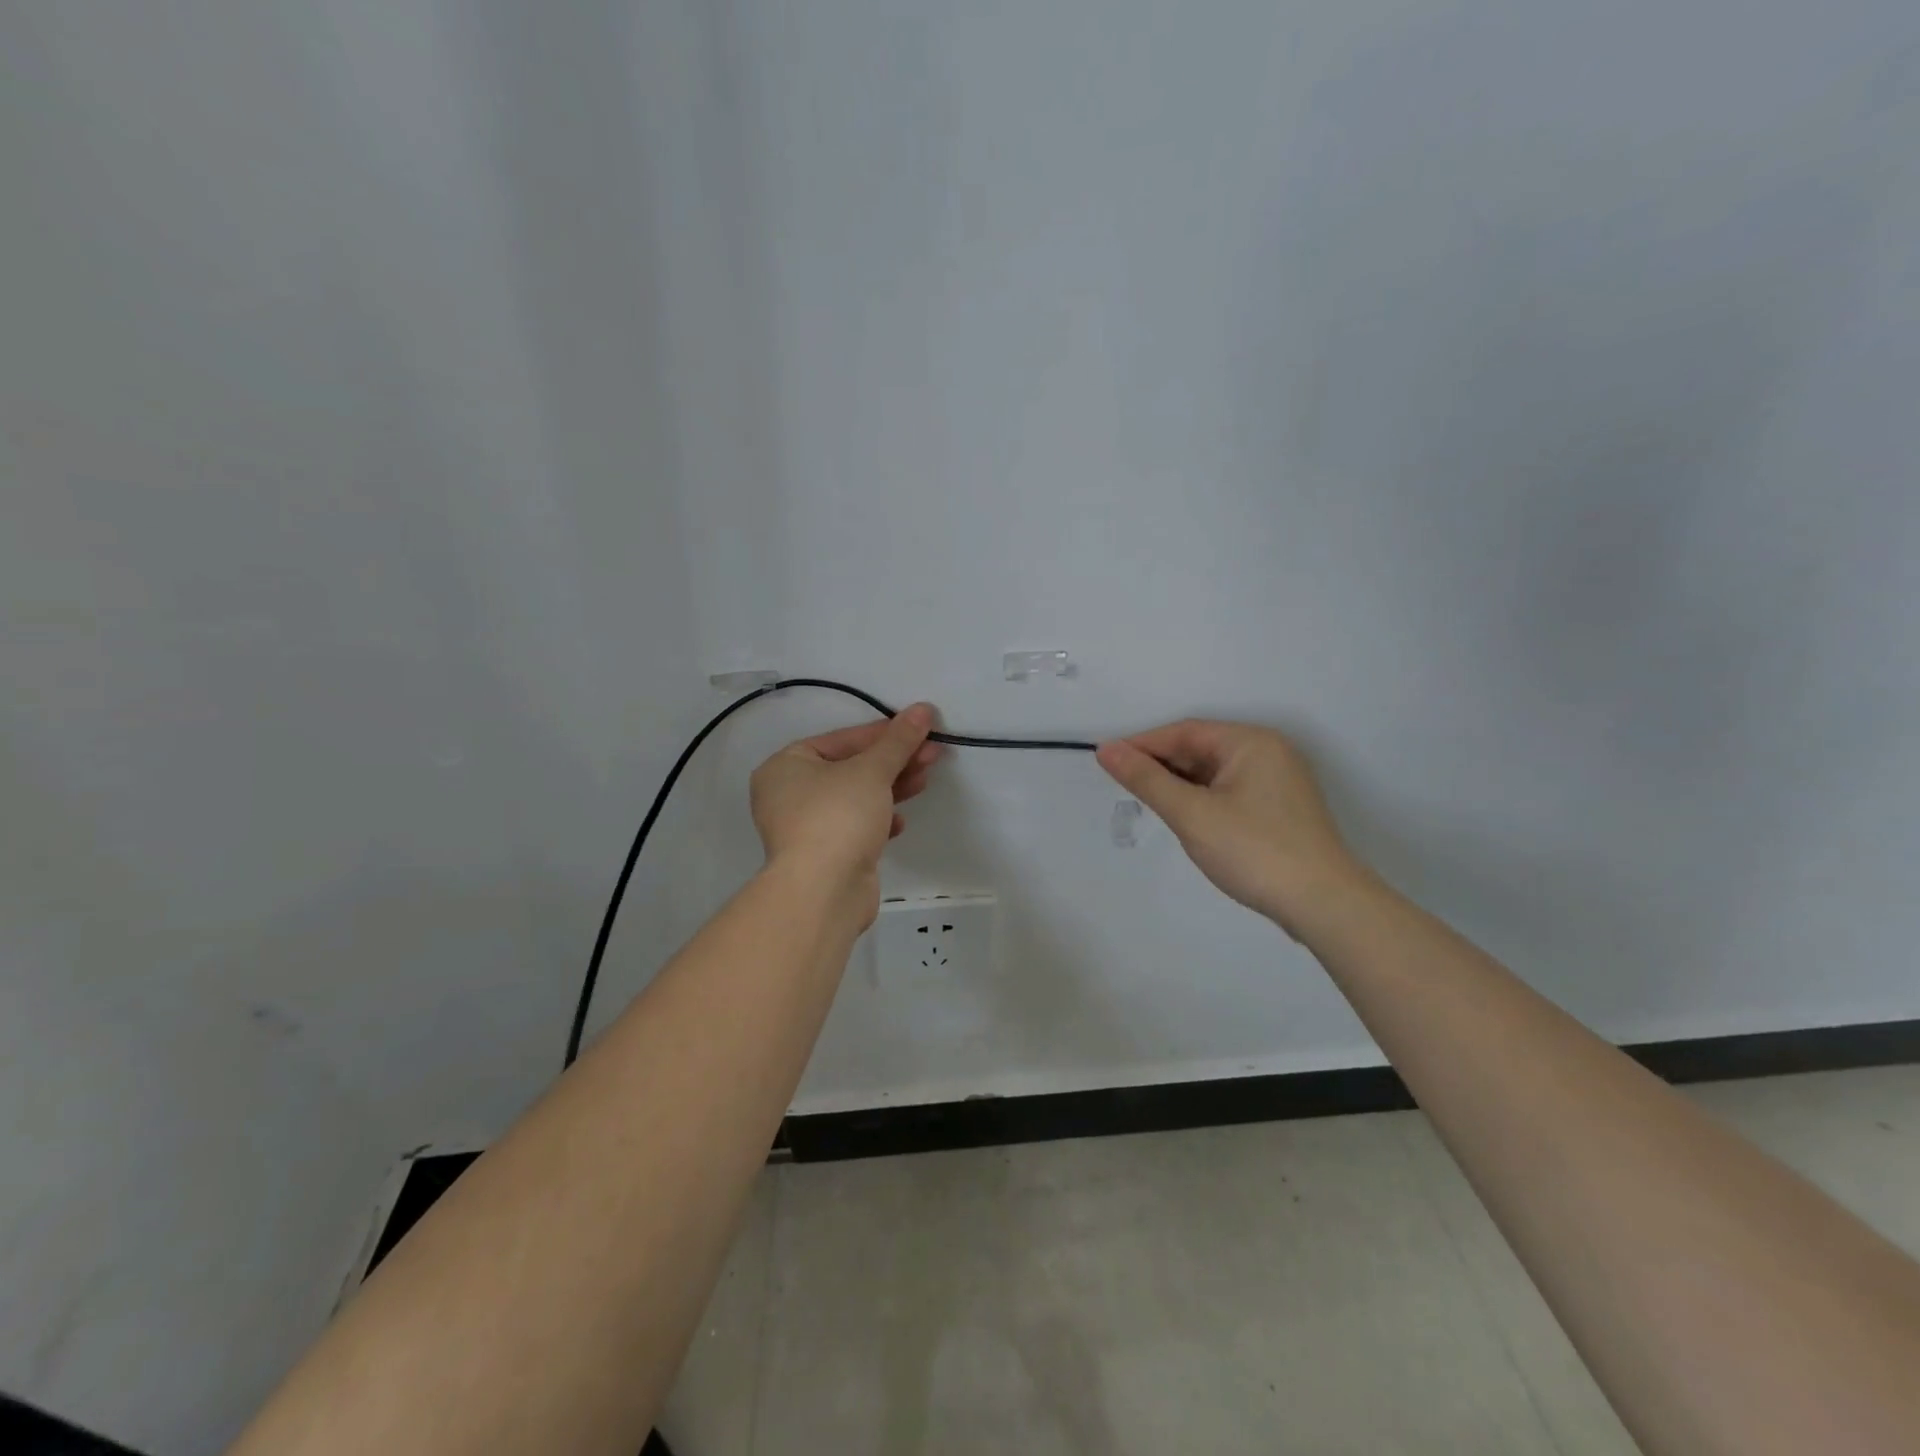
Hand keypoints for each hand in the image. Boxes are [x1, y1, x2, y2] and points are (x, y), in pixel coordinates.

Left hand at [750, 705, 943, 921]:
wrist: (823, 892)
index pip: (842, 739)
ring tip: (925, 780)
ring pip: (855, 797)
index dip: (884, 733)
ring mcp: (805, 827)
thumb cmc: (838, 816)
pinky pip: (854, 826)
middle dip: (893, 761)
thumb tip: (923, 709)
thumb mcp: (872, 770)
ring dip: (891, 788)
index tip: (920, 728)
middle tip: (932, 754)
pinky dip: (878, 820)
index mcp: (786, 766)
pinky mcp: (824, 854)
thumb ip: (898, 740)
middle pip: (850, 767)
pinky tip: (898, 822)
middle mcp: (788, 794)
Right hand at [1097, 720, 1368, 934]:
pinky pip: (1228, 790)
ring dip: (1179, 783)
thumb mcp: (1192, 814)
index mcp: (1251, 742)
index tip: (1106, 760)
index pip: (1184, 732)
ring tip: (1147, 801)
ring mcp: (1277, 782)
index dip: (1142, 744)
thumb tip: (1107, 750)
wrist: (1323, 905)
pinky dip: (1201, 798)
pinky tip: (1183, 816)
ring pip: (1213, 772)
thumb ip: (1147, 780)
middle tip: (1122, 784)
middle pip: (1200, 748)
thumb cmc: (1254, 851)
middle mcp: (1268, 752)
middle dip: (1160, 764)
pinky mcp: (1278, 809)